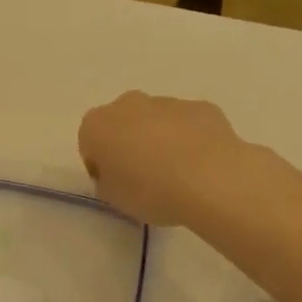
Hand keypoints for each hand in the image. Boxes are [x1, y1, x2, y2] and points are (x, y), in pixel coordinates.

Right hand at [78, 91, 242, 226]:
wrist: (212, 180)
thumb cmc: (150, 191)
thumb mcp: (114, 199)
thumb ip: (108, 182)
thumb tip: (117, 174)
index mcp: (97, 125)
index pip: (89, 143)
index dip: (100, 165)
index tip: (114, 185)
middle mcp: (128, 104)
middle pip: (122, 123)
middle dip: (128, 144)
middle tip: (143, 177)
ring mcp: (167, 102)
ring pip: (156, 121)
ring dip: (160, 140)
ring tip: (177, 174)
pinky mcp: (202, 107)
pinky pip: (188, 124)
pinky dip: (190, 139)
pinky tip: (201, 166)